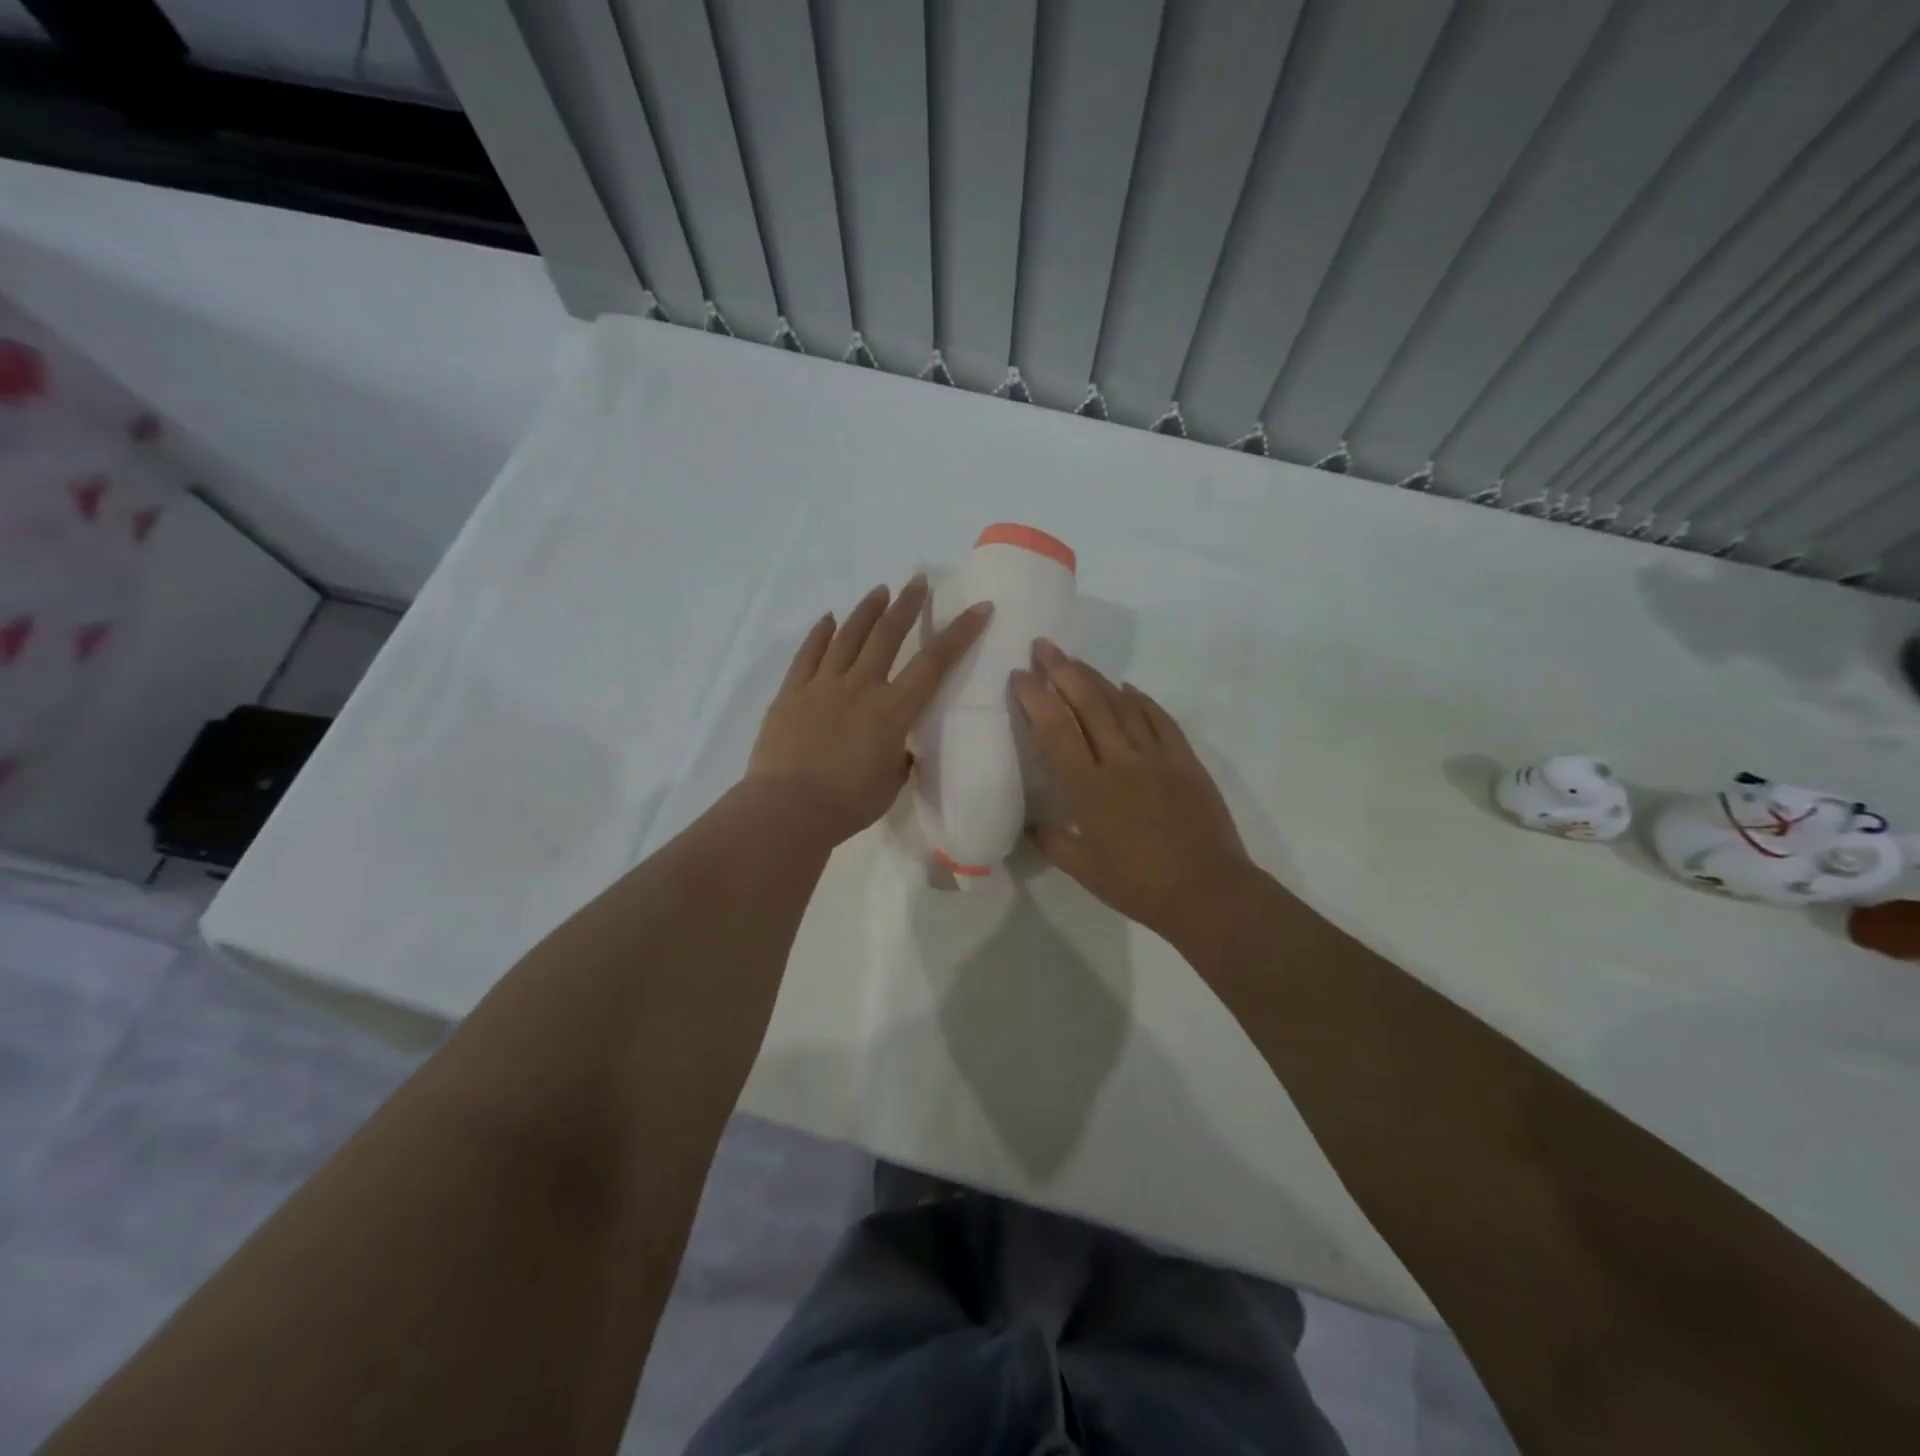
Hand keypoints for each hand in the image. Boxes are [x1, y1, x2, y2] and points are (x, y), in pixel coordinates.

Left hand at [749, 577, 991, 844]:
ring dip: (866, 611)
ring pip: (847, 636)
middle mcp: (860, 687)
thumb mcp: (891, 784)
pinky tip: (828, 619)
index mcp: (892, 711)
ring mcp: (822, 685)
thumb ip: (900, 758)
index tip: (979, 608)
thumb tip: (899, 747)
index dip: (960, 633)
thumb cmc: (848, 804)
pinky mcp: (791, 693)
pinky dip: (819, 634)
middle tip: (917, 581)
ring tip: (879, 591)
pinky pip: (808, 654)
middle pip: (887, 635)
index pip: (934, 663)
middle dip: (907, 605)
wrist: (788, 810)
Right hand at [1015, 640, 1255, 943]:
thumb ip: (1052, 842)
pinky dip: (1141, 699)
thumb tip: (1028, 823)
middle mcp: (1119, 762)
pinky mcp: (1185, 760)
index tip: (1019, 675)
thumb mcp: (1084, 871)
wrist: (1208, 892)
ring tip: (1075, 660)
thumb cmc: (1139, 886)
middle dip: (1062, 670)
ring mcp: (1156, 757)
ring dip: (1096, 678)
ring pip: (1122, 704)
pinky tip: (1128, 687)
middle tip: (1043, 646)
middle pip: (1088, 704)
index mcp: (1088, 790)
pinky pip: (1160, 719)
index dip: (1035, 698)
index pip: (1055, 731)